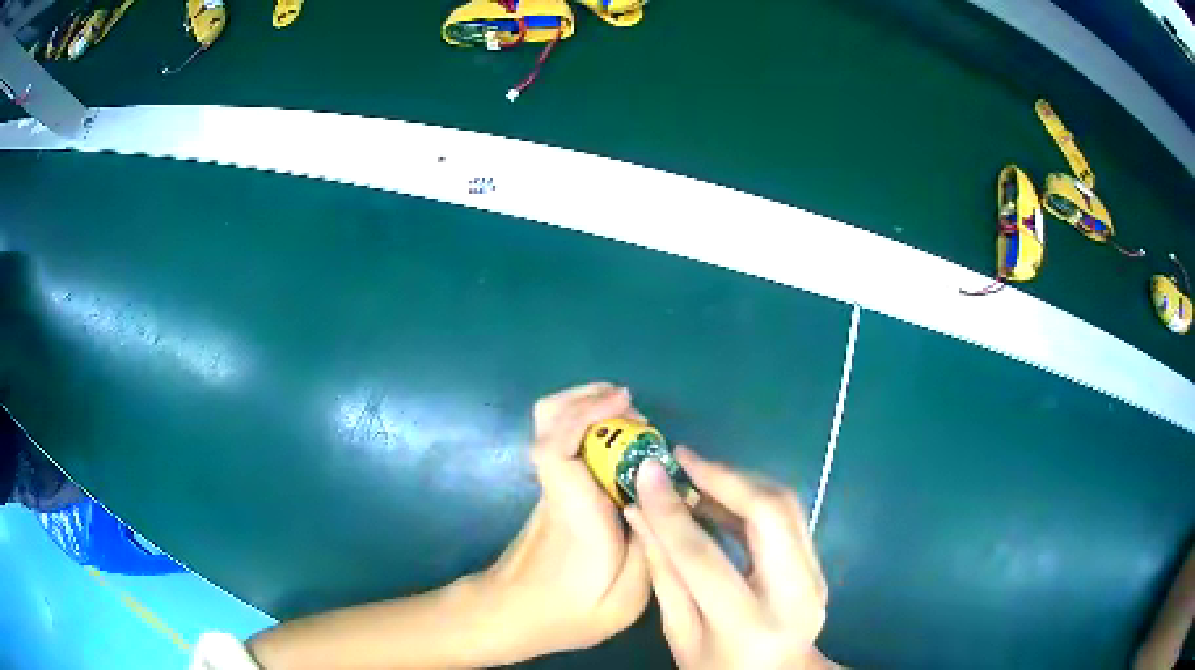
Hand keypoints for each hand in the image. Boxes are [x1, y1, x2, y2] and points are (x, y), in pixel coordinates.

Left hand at [481, 382, 651, 660]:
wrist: (511, 616)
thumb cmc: (566, 613)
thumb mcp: (624, 599)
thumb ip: (650, 548)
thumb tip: (666, 498)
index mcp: (574, 511)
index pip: (555, 448)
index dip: (584, 412)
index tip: (624, 400)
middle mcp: (556, 487)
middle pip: (548, 419)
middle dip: (591, 399)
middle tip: (636, 414)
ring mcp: (549, 487)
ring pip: (552, 425)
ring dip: (590, 409)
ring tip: (631, 421)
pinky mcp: (551, 492)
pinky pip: (564, 443)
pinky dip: (588, 428)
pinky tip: (620, 448)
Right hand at [625, 447, 837, 669]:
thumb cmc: (719, 668)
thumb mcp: (680, 634)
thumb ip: (664, 574)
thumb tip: (640, 513)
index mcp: (747, 624)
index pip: (704, 557)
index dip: (671, 511)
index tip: (647, 471)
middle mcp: (793, 594)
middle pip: (769, 513)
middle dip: (724, 476)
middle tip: (682, 459)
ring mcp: (815, 578)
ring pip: (786, 506)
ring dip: (740, 482)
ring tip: (696, 472)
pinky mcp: (819, 567)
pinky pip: (789, 518)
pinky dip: (753, 500)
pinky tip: (721, 497)